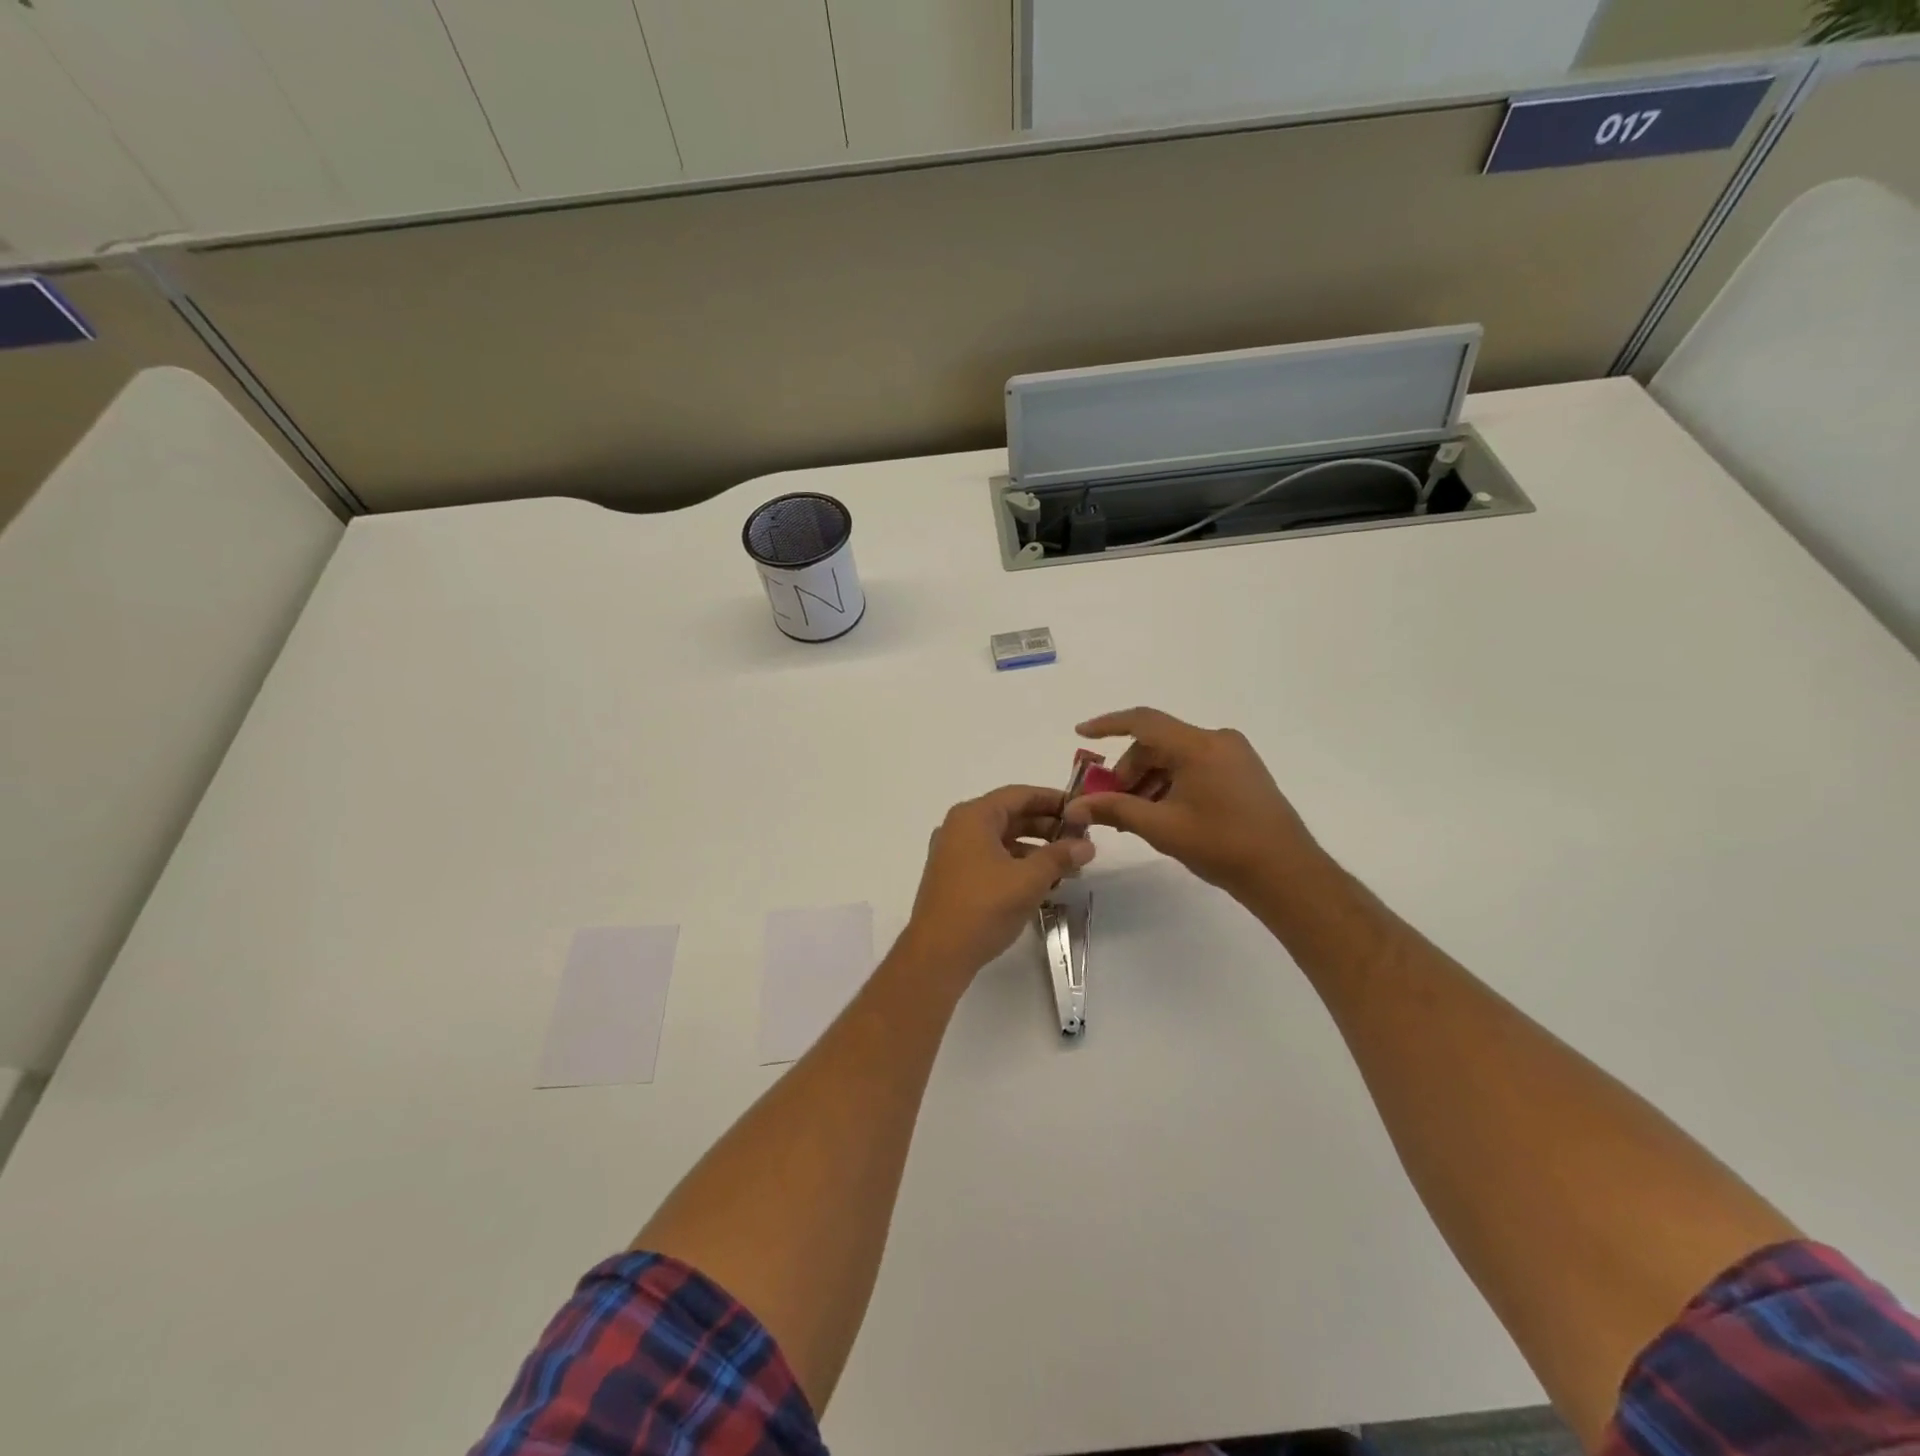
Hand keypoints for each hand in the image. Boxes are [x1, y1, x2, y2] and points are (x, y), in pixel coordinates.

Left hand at [899, 785, 1094, 986]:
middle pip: (1009, 816)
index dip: (1052, 800)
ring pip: (1001, 840)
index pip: (1019, 795)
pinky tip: (1041, 882)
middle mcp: (959, 828)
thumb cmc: (983, 907)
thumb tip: (1086, 845)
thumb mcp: (1028, 880)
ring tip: (1067, 865)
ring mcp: (953, 854)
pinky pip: (991, 859)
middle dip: (1046, 826)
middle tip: (1079, 839)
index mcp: (973, 817)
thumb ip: (1059, 857)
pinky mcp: (954, 878)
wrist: (937, 954)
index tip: (1081, 809)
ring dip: (1034, 848)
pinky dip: (1017, 864)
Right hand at [1061, 708, 1322, 903]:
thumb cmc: (1221, 845)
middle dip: (1130, 769)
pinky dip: (1172, 782)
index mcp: (1198, 746)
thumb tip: (1073, 808)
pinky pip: (1195, 765)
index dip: (1108, 725)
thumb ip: (1115, 810)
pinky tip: (1165, 813)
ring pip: (1176, 756)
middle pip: (1158, 742)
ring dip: (1150, 779)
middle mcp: (1217, 740)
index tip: (1081, 733)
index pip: (1143, 721)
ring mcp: (1234, 755)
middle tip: (1113, 802)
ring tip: (1138, 814)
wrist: (1287, 873)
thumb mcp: (1161, 827)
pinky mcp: (1243, 772)